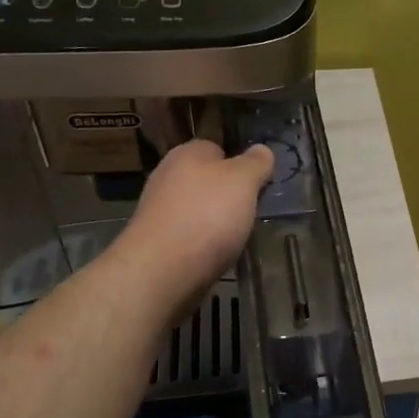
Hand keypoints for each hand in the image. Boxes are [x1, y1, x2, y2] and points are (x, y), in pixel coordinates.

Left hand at [112, 141, 273, 311]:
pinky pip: (187, 234)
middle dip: (227, 195)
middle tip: (248, 212)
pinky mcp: (156, 240)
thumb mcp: (243, 181)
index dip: (239, 164)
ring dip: (215, 220)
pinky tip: (213, 254)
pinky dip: (202, 242)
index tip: (255, 185)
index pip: (216, 148)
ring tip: (233, 237)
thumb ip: (256, 163)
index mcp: (187, 153)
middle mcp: (167, 176)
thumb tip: (262, 150)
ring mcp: (158, 209)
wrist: (162, 269)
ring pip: (196, 208)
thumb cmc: (207, 215)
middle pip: (206, 180)